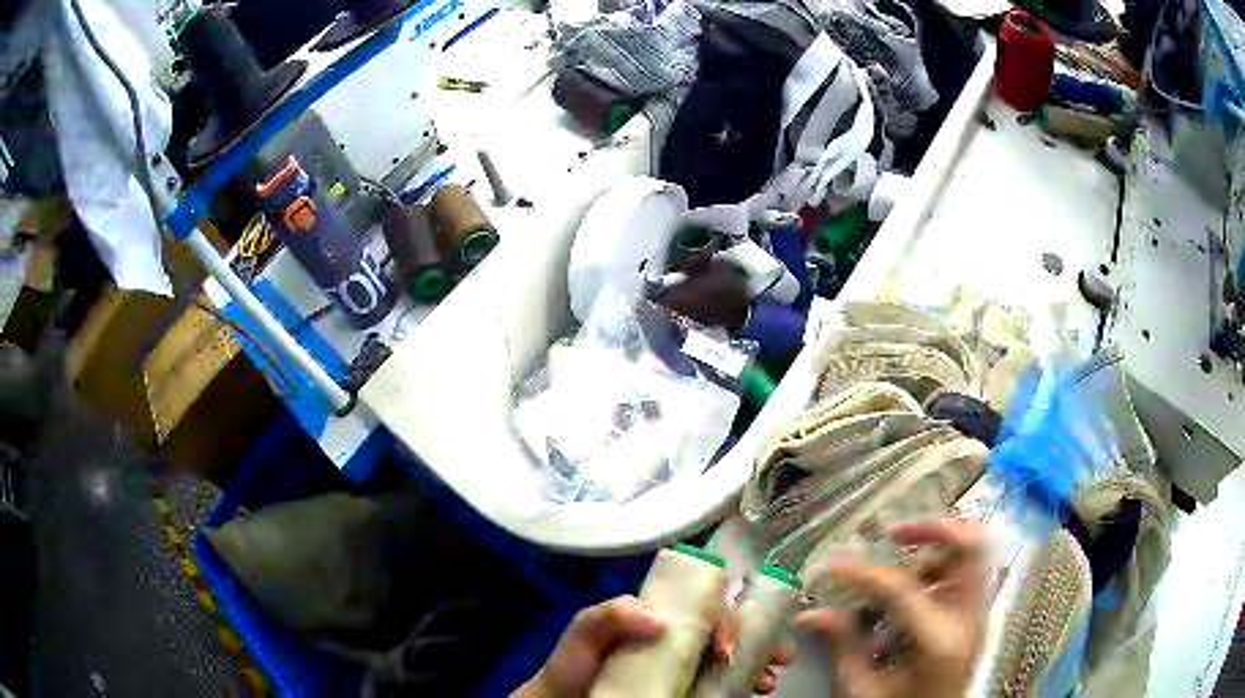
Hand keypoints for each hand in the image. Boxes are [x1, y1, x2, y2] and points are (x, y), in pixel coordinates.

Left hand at [514, 595, 794, 697]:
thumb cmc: (575, 664)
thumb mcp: (584, 631)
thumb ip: (609, 615)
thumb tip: (659, 619)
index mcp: (662, 616)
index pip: (708, 606)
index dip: (730, 616)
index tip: (733, 641)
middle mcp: (681, 638)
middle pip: (732, 631)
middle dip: (763, 638)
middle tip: (781, 656)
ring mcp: (686, 666)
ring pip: (735, 657)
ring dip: (760, 663)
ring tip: (767, 681)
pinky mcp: (689, 689)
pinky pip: (724, 683)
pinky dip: (744, 684)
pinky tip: (753, 691)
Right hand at [797, 519, 986, 697]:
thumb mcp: (862, 688)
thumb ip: (843, 645)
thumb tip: (812, 614)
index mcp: (939, 640)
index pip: (902, 588)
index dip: (863, 572)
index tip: (836, 564)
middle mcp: (970, 618)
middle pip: (971, 545)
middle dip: (933, 530)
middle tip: (896, 535)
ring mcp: (979, 615)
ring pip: (973, 552)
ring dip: (937, 550)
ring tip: (904, 569)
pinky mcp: (977, 617)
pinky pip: (969, 572)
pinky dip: (944, 567)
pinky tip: (917, 588)